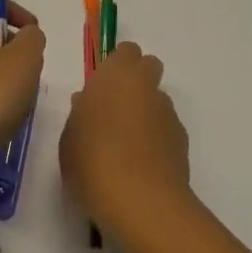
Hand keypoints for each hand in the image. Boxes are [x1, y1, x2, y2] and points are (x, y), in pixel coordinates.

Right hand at [59, 42, 189, 238]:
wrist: (140, 201)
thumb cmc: (92, 162)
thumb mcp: (69, 138)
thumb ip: (80, 113)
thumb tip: (87, 103)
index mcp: (115, 75)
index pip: (126, 51)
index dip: (116, 65)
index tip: (102, 86)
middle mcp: (145, 86)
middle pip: (149, 66)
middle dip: (137, 80)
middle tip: (115, 108)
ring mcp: (167, 113)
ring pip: (158, 99)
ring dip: (146, 111)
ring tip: (127, 145)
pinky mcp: (182, 140)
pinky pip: (166, 128)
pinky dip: (157, 138)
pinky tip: (142, 164)